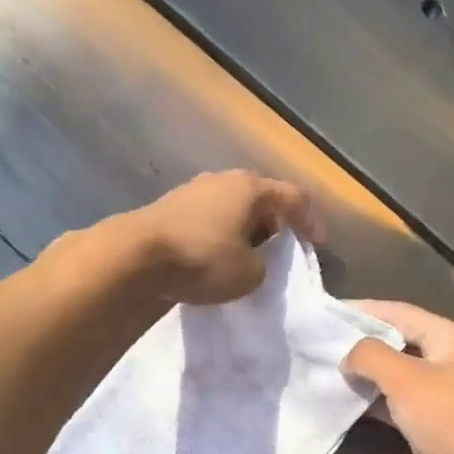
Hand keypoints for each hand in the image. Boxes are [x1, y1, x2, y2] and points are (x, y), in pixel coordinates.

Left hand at [126, 170, 324, 304]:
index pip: (295, 198)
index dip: (312, 222)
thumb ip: (263, 266)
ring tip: (251, 256)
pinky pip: (210, 218)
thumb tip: (252, 262)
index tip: (319, 245)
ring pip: (234, 208)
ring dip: (248, 230)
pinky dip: (223, 234)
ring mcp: (194, 190)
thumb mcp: (249, 274)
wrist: (134, 257)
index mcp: (251, 188)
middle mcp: (224, 180)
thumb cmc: (202, 259)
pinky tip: (219, 256)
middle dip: (277, 224)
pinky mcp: (171, 207)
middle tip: (284, 249)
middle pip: (263, 198)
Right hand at [341, 301, 453, 453]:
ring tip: (327, 369)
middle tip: (322, 343)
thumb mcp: (406, 380)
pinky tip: (347, 401)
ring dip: (366, 373)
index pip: (401, 312)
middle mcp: (449, 358)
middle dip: (362, 342)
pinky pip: (399, 401)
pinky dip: (375, 400)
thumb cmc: (451, 419)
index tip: (329, 312)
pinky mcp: (434, 420)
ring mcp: (443, 391)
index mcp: (451, 337)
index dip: (364, 310)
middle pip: (398, 341)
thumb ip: (371, 357)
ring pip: (397, 374)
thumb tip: (348, 355)